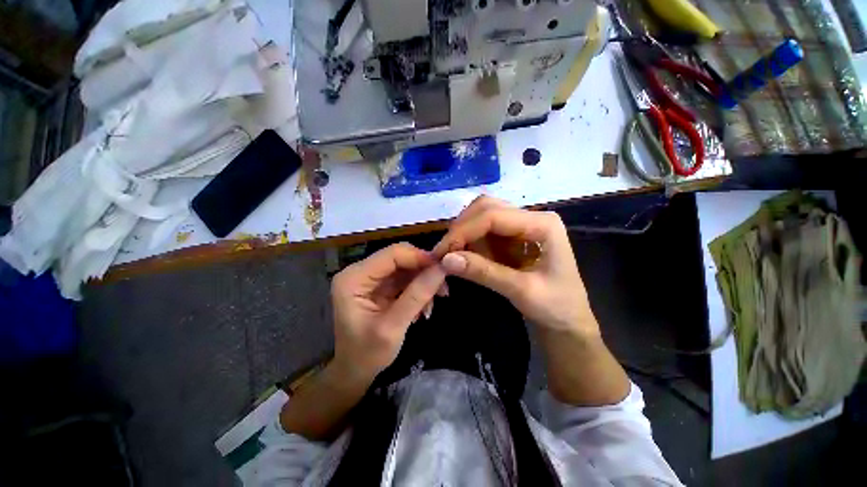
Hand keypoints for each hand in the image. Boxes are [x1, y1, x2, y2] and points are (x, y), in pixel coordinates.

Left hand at [331, 243, 445, 381]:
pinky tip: (424, 307)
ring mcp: (371, 278)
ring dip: (423, 282)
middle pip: (400, 258)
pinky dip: (418, 289)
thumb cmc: (367, 354)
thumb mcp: (393, 327)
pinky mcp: (380, 286)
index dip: (419, 257)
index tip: (443, 269)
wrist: (355, 371)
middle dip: (423, 271)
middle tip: (443, 289)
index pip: (392, 254)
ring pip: (405, 267)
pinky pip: (405, 279)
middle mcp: (361, 272)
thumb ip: (417, 296)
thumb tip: (441, 269)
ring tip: (432, 304)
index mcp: (354, 278)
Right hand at [433, 196, 596, 335]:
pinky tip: (464, 257)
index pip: (493, 216)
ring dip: (463, 234)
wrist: (568, 321)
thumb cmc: (557, 307)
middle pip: (486, 208)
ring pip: (481, 216)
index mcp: (542, 224)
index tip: (442, 253)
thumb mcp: (522, 291)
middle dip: (462, 228)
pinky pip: (483, 232)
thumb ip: (484, 272)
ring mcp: (520, 226)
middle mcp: (530, 217)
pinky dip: (469, 242)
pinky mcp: (511, 238)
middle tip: (445, 252)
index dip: (464, 231)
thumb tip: (446, 260)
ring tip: (452, 256)